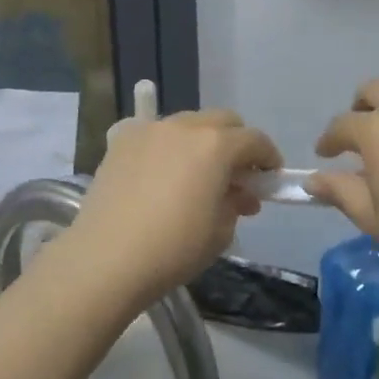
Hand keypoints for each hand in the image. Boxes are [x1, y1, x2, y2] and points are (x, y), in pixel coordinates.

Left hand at [60, 110, 280, 301]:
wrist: (108, 258)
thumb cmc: (174, 248)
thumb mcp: (221, 231)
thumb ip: (236, 203)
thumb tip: (239, 193)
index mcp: (216, 145)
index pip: (254, 140)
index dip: (268, 158)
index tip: (270, 177)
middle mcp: (184, 127)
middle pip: (222, 121)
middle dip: (236, 142)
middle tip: (236, 174)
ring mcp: (149, 130)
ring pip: (187, 124)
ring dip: (201, 141)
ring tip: (197, 174)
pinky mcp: (120, 141)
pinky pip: (153, 133)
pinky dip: (166, 145)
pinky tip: (161, 171)